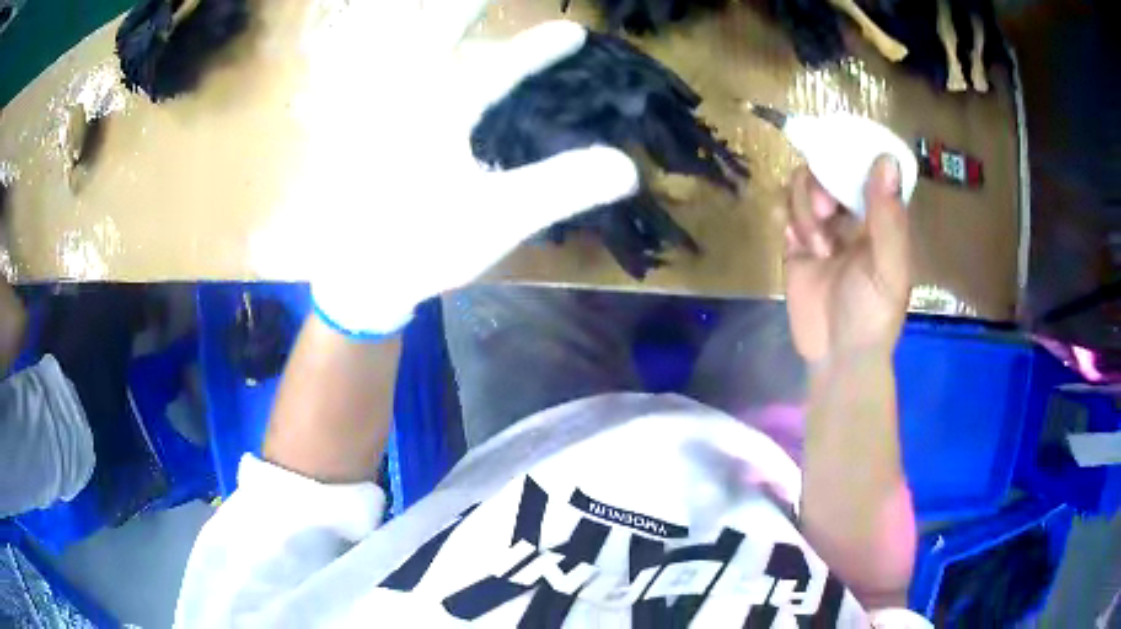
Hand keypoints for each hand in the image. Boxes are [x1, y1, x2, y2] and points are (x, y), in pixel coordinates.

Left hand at [280, 8, 637, 335]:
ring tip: (445, 15)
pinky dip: (378, 60)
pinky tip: (389, 59)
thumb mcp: (494, 219)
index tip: (574, 32)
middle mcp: (401, 100)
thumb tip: (627, 165)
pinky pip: (366, 79)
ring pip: (392, 52)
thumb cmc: (421, 248)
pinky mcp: (355, 133)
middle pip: (431, 37)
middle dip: (460, 12)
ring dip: (419, 29)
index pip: (496, 69)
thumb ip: (558, 188)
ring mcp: (373, 113)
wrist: (353, 280)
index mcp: (436, 113)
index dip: (537, 50)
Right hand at [783, 156, 910, 363]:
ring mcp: (822, 230)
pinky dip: (784, 217)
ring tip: (815, 246)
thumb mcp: (889, 269)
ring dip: (803, 209)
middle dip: (819, 185)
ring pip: (801, 188)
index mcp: (880, 217)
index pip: (864, 167)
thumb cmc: (873, 316)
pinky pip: (782, 213)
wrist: (838, 358)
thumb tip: (886, 159)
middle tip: (825, 214)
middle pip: (826, 170)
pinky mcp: (795, 245)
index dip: (851, 156)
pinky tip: (796, 242)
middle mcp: (851, 216)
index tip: (838, 159)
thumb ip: (888, 218)